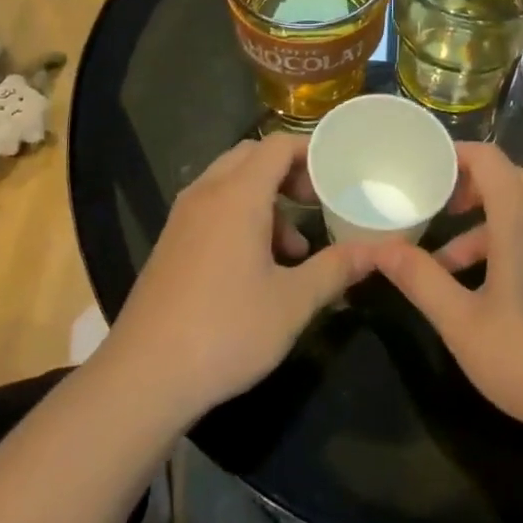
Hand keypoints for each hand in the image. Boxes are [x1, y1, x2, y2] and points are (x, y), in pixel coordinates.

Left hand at [104, 134, 379, 424]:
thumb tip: (378, 251)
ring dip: (265, 200)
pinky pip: (212, 207)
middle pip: (251, 157)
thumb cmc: (226, 330)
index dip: (311, 151)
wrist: (144, 376)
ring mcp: (182, 217)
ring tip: (294, 249)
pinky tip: (257, 268)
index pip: (277, 146)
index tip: (338, 173)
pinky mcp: (170, 242)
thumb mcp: (293, 302)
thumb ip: (336, 269)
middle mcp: (206, 194)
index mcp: (237, 195)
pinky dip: (240, 217)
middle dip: (288, 173)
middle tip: (316, 202)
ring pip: (230, 183)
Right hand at [373, 143, 522, 461]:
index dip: (453, 156)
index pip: (487, 158)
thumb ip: (420, 279)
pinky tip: (492, 287)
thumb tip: (378, 249)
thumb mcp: (464, 324)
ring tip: (447, 266)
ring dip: (484, 224)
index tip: (421, 171)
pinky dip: (512, 239)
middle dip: (464, 191)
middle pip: (505, 179)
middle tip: (430, 212)